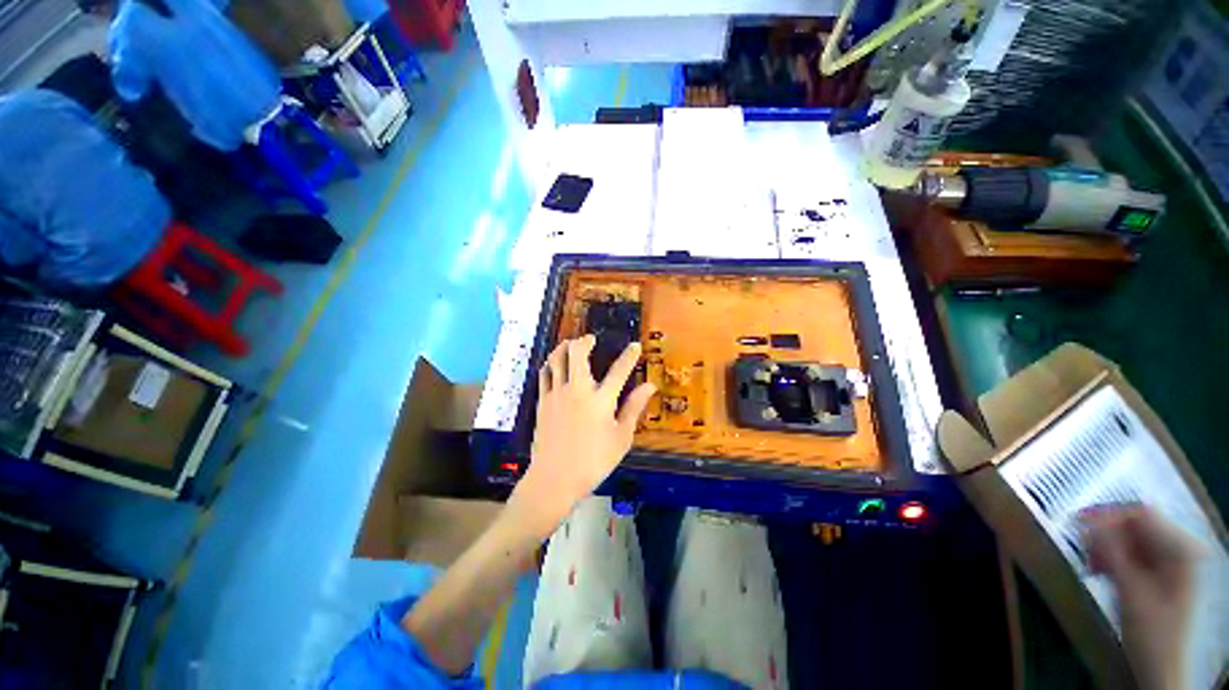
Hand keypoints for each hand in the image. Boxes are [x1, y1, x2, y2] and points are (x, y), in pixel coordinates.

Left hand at [508, 335, 655, 536]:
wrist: (554, 479)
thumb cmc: (593, 461)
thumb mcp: (621, 438)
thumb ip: (634, 408)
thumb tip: (649, 386)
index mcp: (600, 400)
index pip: (619, 370)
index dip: (629, 356)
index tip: (635, 346)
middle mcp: (577, 390)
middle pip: (577, 353)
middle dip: (585, 341)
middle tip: (591, 339)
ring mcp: (556, 394)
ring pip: (556, 359)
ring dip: (564, 347)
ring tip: (571, 344)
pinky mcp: (542, 402)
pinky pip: (544, 374)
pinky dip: (551, 364)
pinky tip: (554, 365)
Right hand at [1082, 505, 1201, 689]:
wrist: (1159, 666)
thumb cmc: (1151, 631)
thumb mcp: (1130, 592)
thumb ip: (1113, 553)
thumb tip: (1090, 520)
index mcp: (1181, 549)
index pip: (1142, 514)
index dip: (1109, 515)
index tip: (1078, 522)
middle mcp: (1179, 547)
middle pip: (1135, 526)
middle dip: (1106, 536)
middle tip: (1083, 550)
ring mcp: (1170, 561)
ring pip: (1128, 539)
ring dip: (1105, 548)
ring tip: (1090, 565)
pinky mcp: (1157, 571)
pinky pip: (1130, 553)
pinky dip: (1111, 559)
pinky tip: (1099, 571)